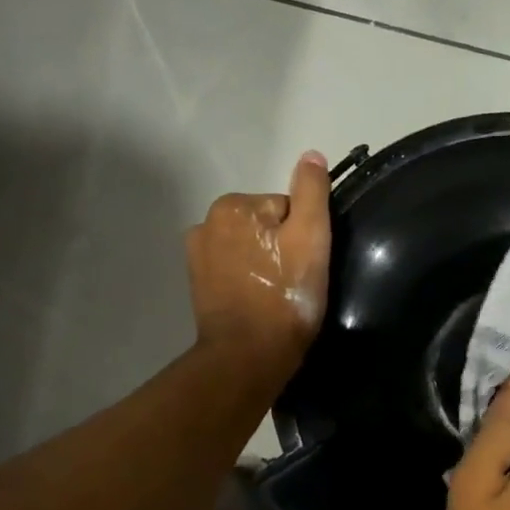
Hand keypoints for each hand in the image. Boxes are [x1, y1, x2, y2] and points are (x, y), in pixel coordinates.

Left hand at [186, 150, 331, 374]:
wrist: (249, 355)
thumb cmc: (285, 294)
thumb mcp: (311, 236)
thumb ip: (311, 191)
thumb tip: (311, 155)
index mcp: (234, 205)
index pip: (286, 207)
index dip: (303, 234)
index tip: (305, 263)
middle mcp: (207, 222)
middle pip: (266, 224)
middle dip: (282, 246)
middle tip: (294, 280)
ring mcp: (198, 255)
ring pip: (250, 246)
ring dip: (265, 262)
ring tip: (277, 294)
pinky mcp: (197, 284)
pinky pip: (234, 268)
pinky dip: (247, 279)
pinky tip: (259, 301)